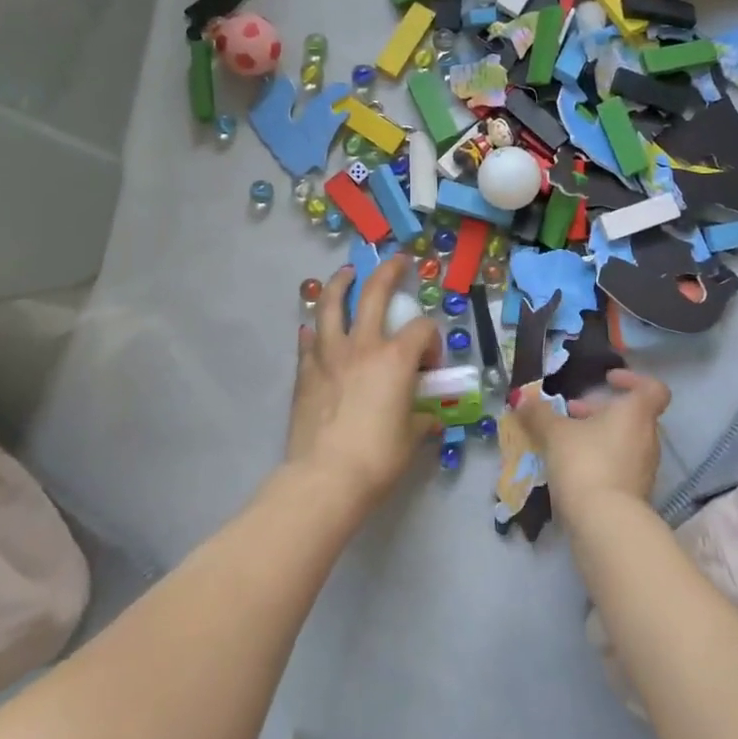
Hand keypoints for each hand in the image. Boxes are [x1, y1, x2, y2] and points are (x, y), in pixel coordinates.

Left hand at [286, 255, 440, 513]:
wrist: (325, 478)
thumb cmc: (377, 457)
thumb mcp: (411, 438)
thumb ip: (421, 420)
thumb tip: (427, 419)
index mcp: (396, 358)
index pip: (421, 330)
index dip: (431, 341)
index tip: (430, 365)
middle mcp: (363, 346)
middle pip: (375, 293)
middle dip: (388, 272)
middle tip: (396, 261)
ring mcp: (329, 355)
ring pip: (331, 305)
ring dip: (340, 284)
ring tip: (346, 273)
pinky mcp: (305, 372)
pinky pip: (308, 340)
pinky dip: (313, 330)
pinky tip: (313, 328)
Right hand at [512, 369, 670, 523]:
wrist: (605, 524)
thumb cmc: (585, 462)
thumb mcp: (555, 433)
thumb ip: (539, 414)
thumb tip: (521, 399)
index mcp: (636, 414)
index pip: (653, 389)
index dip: (633, 379)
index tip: (607, 380)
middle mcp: (647, 438)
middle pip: (632, 415)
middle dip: (601, 411)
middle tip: (572, 411)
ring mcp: (645, 468)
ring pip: (624, 441)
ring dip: (599, 436)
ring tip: (566, 441)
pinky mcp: (636, 494)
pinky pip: (620, 466)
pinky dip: (601, 460)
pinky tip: (573, 469)